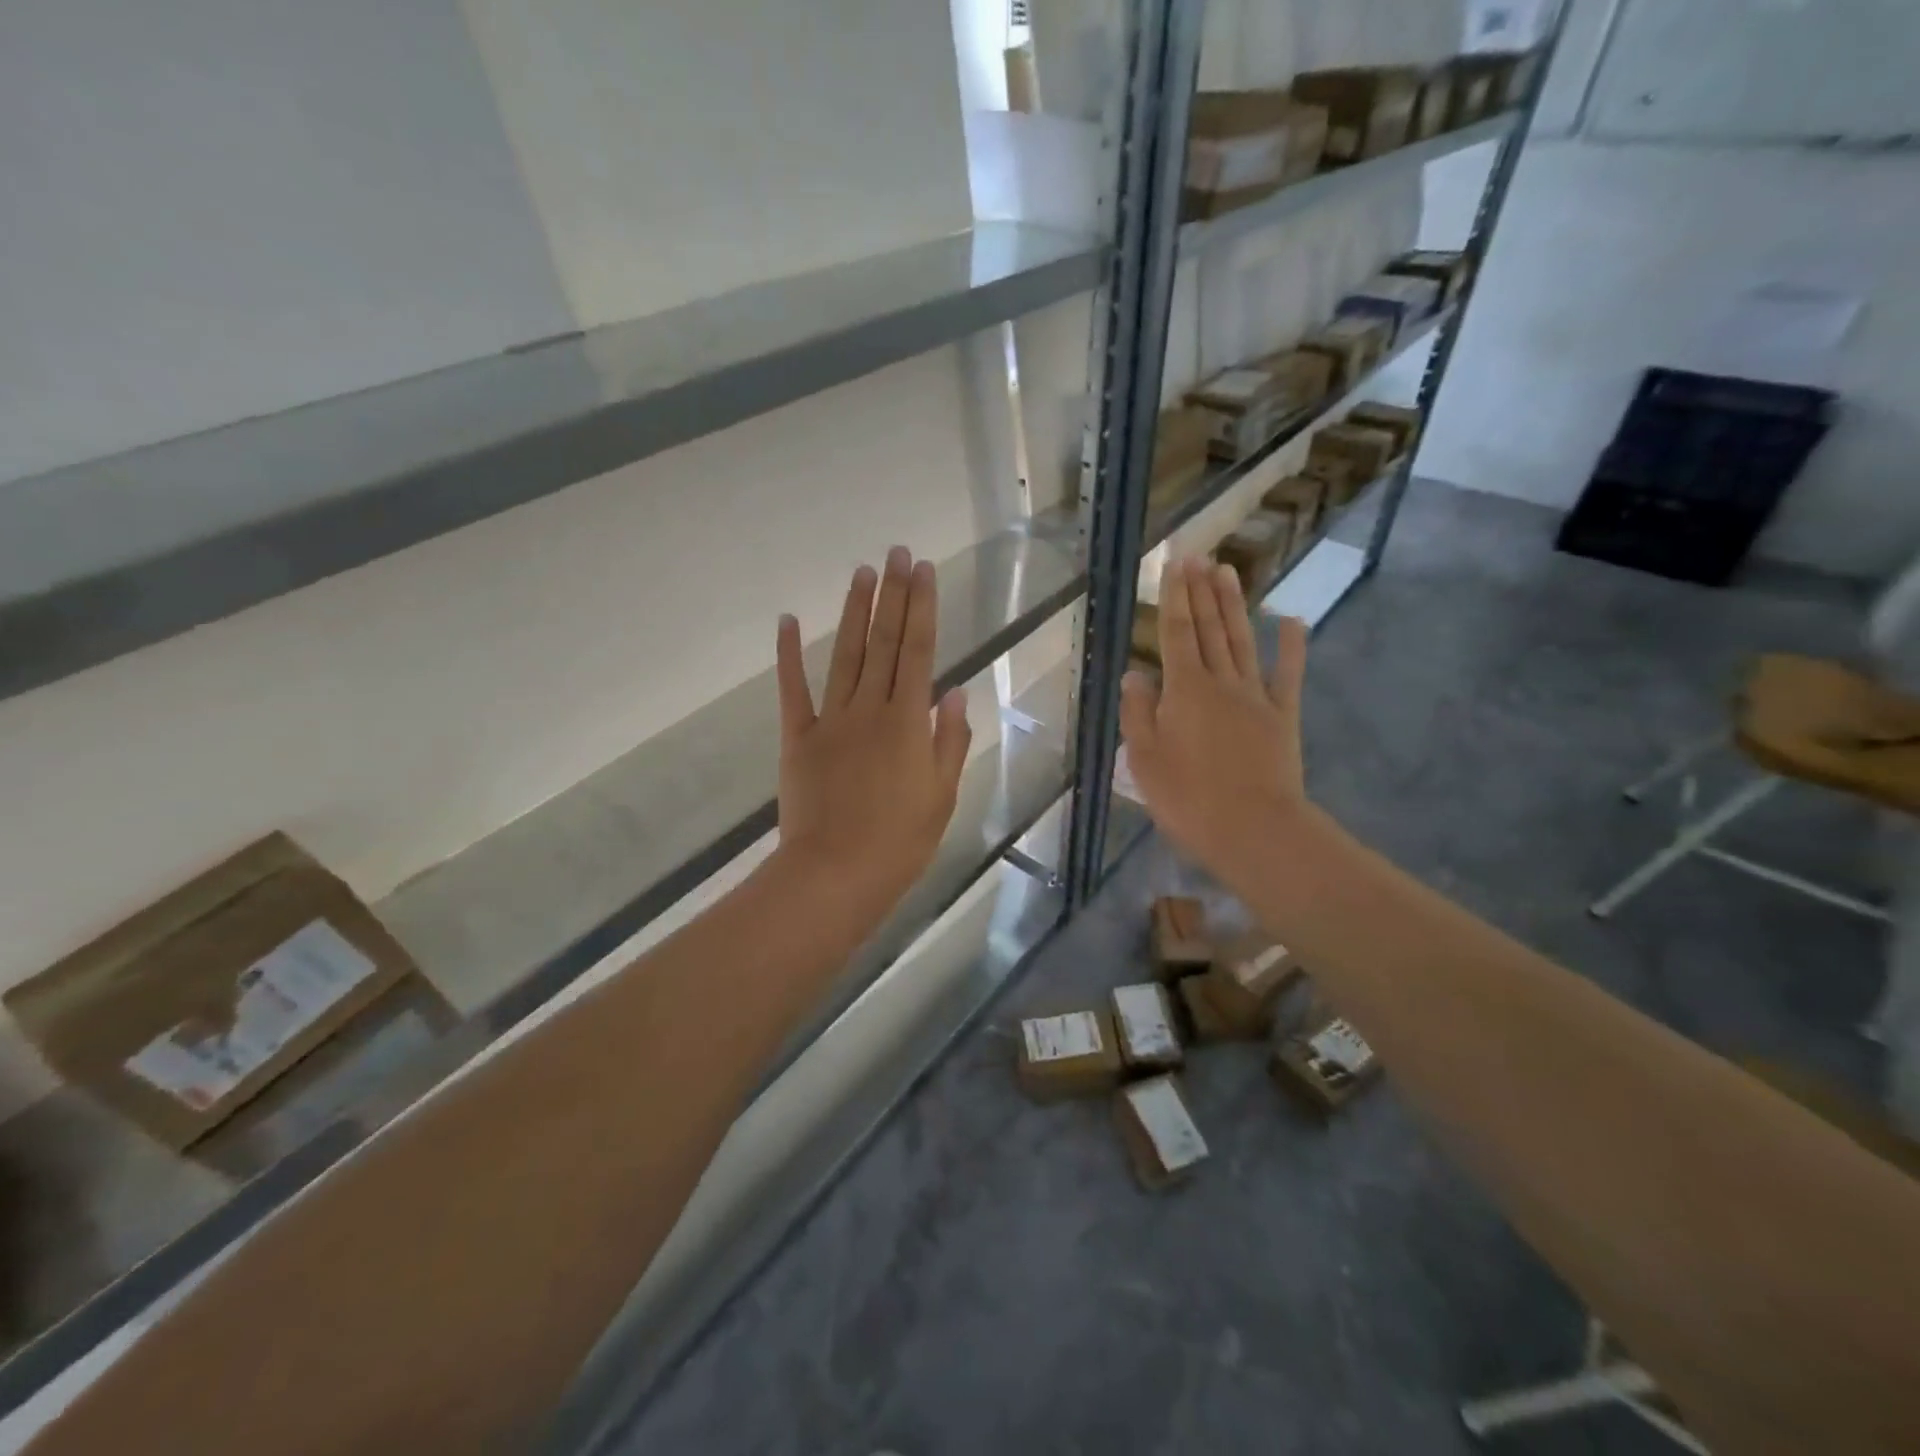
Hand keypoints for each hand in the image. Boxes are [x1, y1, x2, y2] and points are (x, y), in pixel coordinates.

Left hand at [773, 547, 971, 931]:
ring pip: (845, 655)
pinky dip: (789, 654)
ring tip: (862, 572)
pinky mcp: (798, 738)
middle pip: (884, 642)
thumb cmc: (900, 842)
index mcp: (908, 722)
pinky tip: (789, 620)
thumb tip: (955, 691)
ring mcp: (830, 720)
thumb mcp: (942, 796)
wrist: (835, 874)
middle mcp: (870, 709)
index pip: (919, 651)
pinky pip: (793, 690)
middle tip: (897, 552)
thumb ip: (950, 740)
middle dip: (893, 595)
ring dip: (854, 612)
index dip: (923, 608)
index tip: (924, 570)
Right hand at [1120, 557, 1308, 877]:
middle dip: (1201, 591)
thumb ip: (1138, 712)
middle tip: (1198, 556)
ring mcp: (1256, 697)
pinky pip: (1287, 675)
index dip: (1173, 598)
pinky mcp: (1283, 716)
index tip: (1174, 565)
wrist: (1254, 829)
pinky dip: (1291, 647)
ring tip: (1228, 571)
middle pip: (1208, 628)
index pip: (1174, 634)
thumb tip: (1134, 673)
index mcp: (1184, 690)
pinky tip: (1290, 620)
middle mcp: (1220, 682)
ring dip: (1233, 605)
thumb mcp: (1144, 759)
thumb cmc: (1188, 798)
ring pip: (1242, 641)